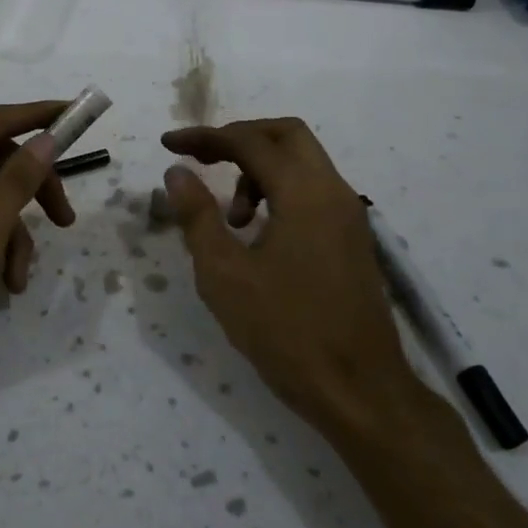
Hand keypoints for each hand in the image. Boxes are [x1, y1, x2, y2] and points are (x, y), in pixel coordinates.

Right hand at [161, 118, 415, 438]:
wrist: (360, 391)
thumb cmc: (286, 331)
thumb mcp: (224, 274)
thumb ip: (197, 216)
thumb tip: (177, 173)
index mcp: (304, 193)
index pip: (250, 142)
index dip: (205, 137)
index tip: (168, 145)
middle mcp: (333, 192)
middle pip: (286, 135)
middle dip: (239, 139)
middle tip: (202, 159)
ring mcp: (348, 216)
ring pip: (302, 163)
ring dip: (259, 170)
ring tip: (229, 218)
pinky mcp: (352, 240)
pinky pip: (312, 192)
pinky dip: (279, 192)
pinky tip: (256, 236)